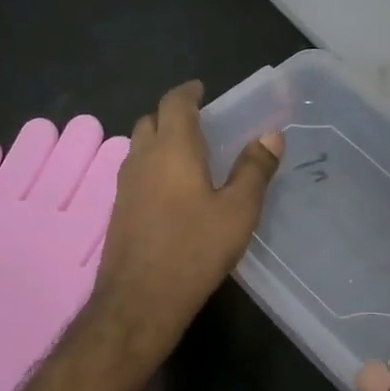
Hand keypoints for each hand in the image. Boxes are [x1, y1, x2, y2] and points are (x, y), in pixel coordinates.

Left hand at [86, 80, 283, 367]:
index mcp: (172, 148)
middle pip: (151, 121)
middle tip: (202, 126)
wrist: (140, 300)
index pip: (174, 102)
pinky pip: (136, 173)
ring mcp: (124, 185)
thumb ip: (254, 170)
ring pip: (140, 147)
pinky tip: (173, 192)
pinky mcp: (118, 210)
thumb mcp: (238, 210)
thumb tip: (271, 135)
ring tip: (190, 157)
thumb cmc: (194, 249)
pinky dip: (153, 167)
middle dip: (173, 116)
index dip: (188, 92)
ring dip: (160, 142)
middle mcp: (142, 158)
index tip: (203, 90)